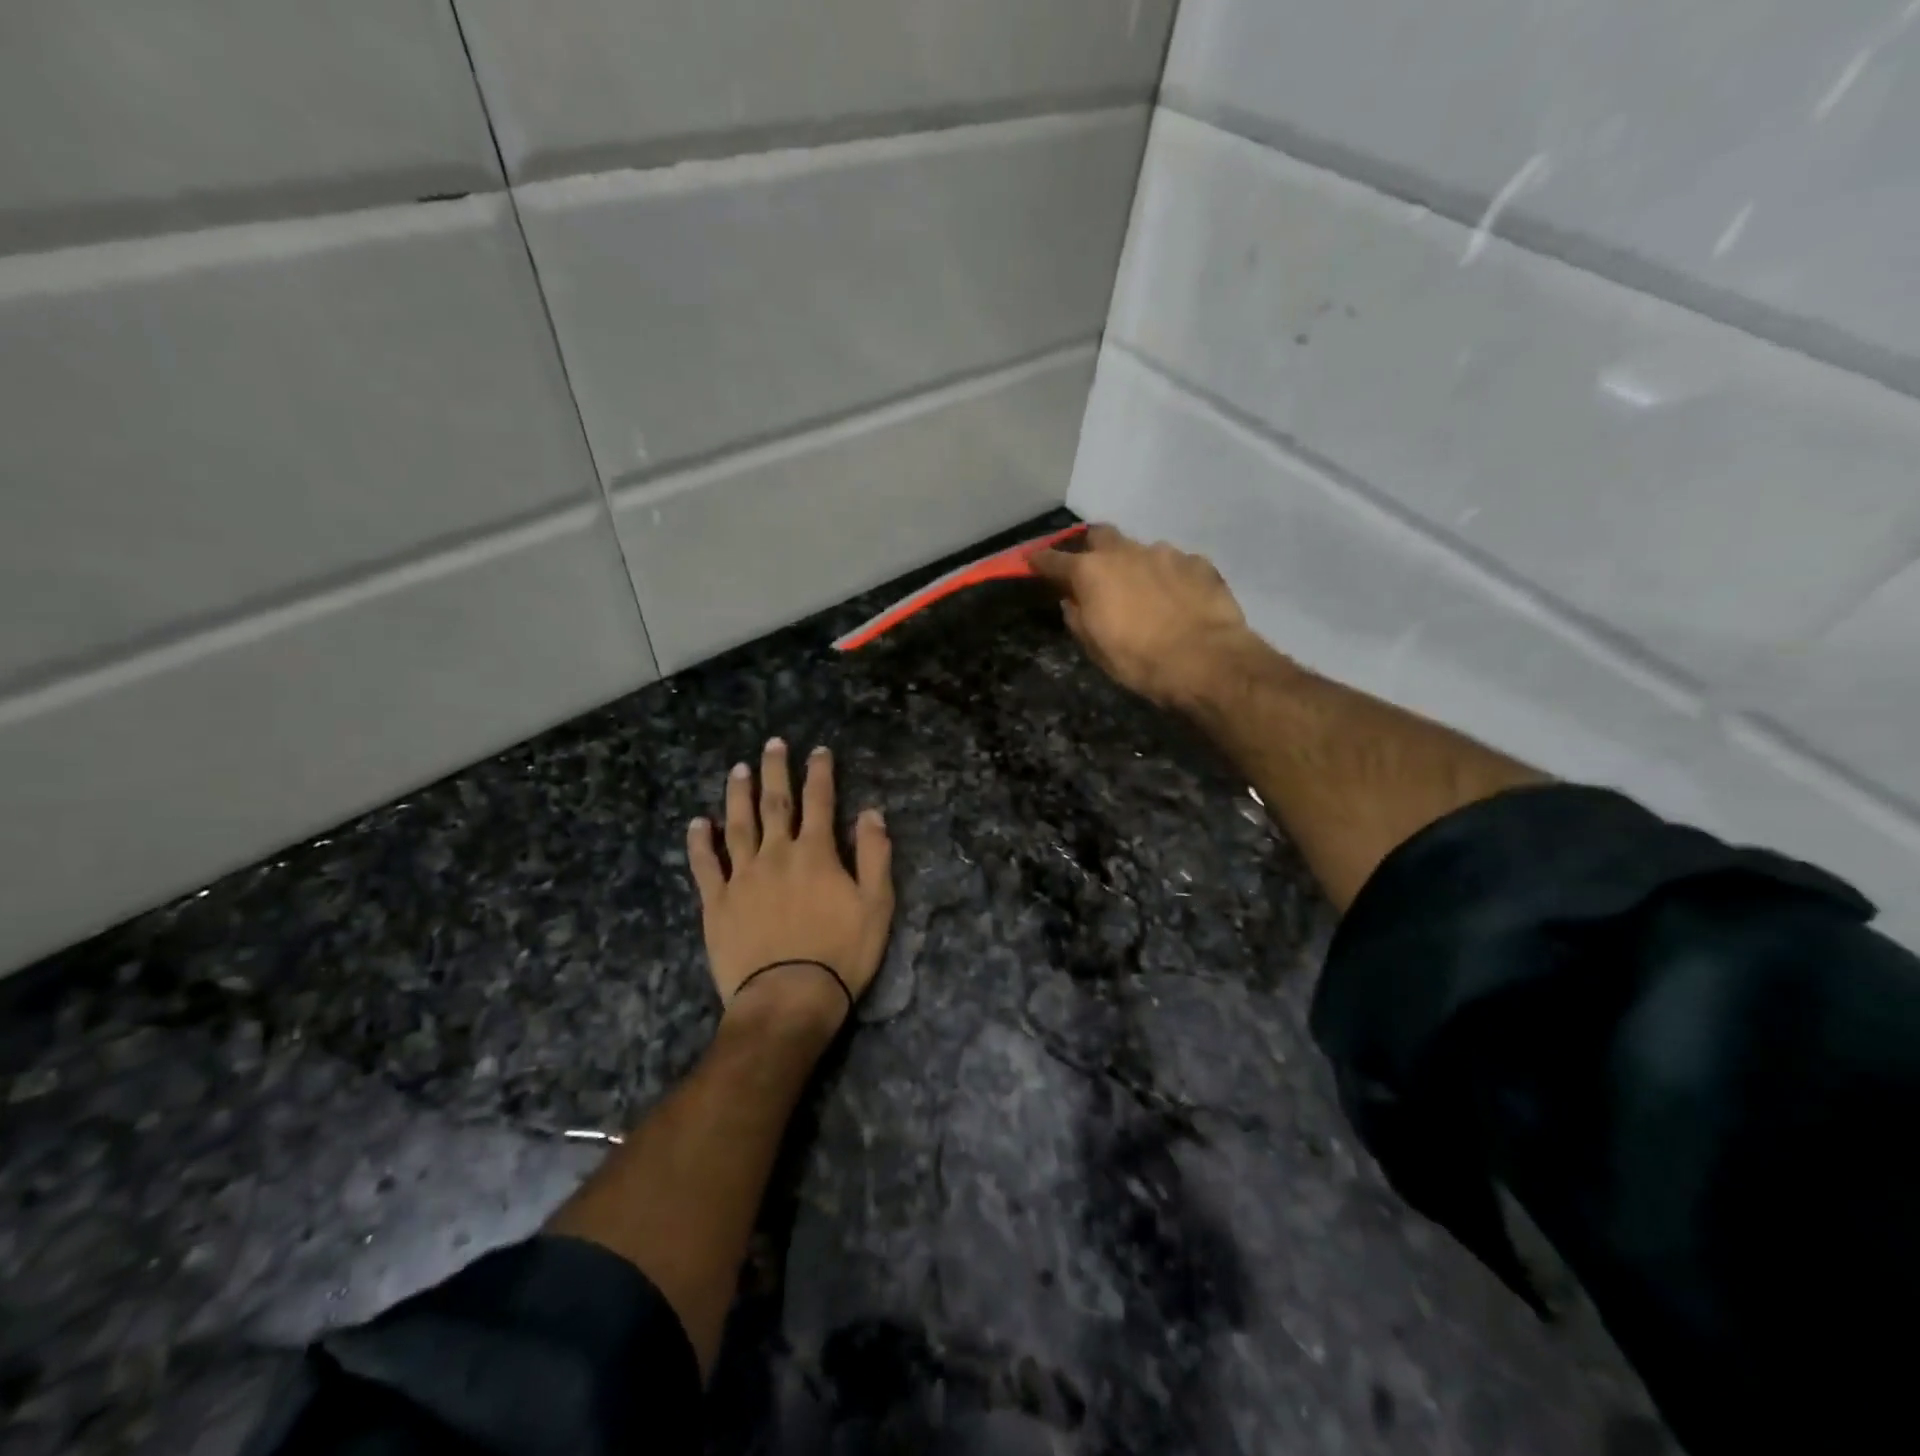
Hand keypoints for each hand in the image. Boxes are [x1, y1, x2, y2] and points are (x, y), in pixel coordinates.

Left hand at [687, 739, 893, 1032]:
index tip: (818, 751)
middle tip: (771, 744)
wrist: (789, 997)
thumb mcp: (877, 905)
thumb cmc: (841, 953)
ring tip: (738, 770)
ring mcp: (743, 877)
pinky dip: (700, 842)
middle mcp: (776, 855)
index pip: (820, 802)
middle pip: (775, 804)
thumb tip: (871, 813)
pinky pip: (706, 865)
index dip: (820, 773)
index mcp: (816, 854)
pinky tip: (697, 823)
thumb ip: (875, 855)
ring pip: (738, 825)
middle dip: (775, 771)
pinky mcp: (717, 903)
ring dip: (738, 795)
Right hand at [1030, 524, 1260, 708]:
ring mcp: (1165, 553)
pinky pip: (1176, 564)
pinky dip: (1169, 577)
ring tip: (1144, 591)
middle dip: (1092, 547)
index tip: (1034, 562)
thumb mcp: (1095, 648)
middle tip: (1093, 568)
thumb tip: (1072, 601)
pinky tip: (1177, 598)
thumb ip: (1078, 618)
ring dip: (1135, 565)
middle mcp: (1126, 552)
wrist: (1206, 661)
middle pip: (1100, 535)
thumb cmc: (1138, 661)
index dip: (1041, 561)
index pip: (1055, 559)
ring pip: (1141, 550)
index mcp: (1092, 572)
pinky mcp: (1198, 563)